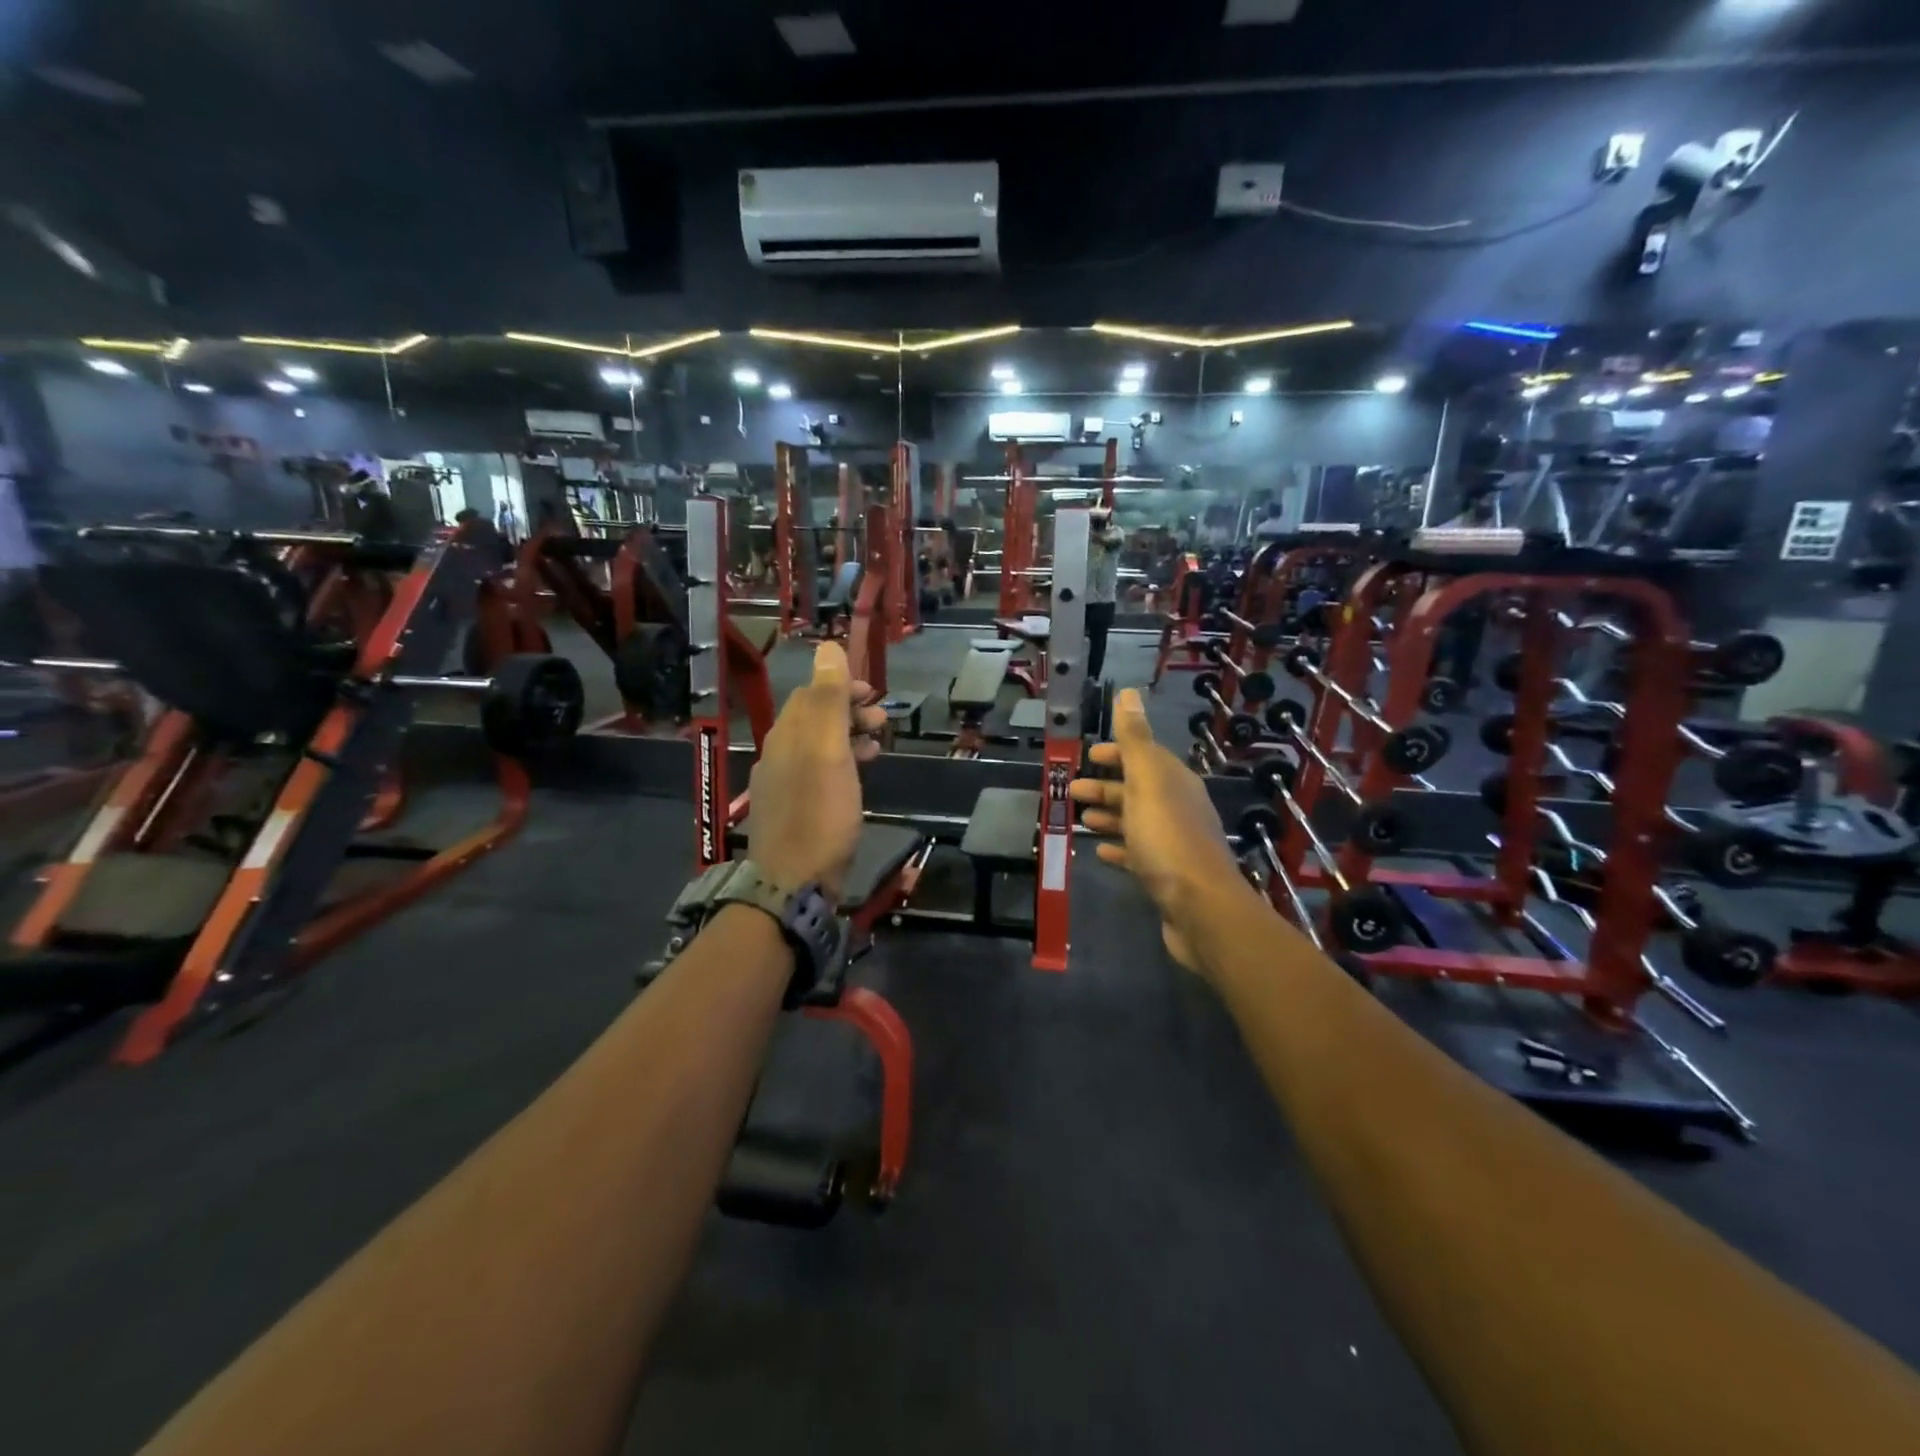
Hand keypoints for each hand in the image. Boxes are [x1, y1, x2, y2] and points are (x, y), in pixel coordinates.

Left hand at [747, 643, 885, 899]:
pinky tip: (857, 779)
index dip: (842, 687)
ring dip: (848, 738)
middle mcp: (777, 754)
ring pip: (817, 747)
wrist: (793, 884)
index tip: (874, 695)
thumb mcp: (828, 751)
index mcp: (786, 735)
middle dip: (848, 712)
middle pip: (812, 718)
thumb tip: (827, 646)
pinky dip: (840, 764)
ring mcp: (781, 785)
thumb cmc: (819, 814)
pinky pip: (817, 773)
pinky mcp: (791, 811)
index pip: (810, 694)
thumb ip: (828, 699)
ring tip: (877, 747)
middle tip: (883, 722)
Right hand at [1071, 689, 1240, 972]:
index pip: (1144, 757)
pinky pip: (1137, 853)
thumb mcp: (1147, 780)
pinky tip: (1099, 851)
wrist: (1200, 907)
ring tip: (1079, 819)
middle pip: (1137, 790)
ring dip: (1108, 816)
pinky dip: (1118, 848)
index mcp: (1175, 781)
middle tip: (1070, 790)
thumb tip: (1128, 692)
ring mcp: (1174, 843)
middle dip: (1105, 786)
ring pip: (1135, 821)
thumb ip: (1135, 739)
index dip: (1117, 753)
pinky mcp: (1166, 875)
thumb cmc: (1167, 837)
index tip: (1088, 755)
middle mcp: (1178, 807)